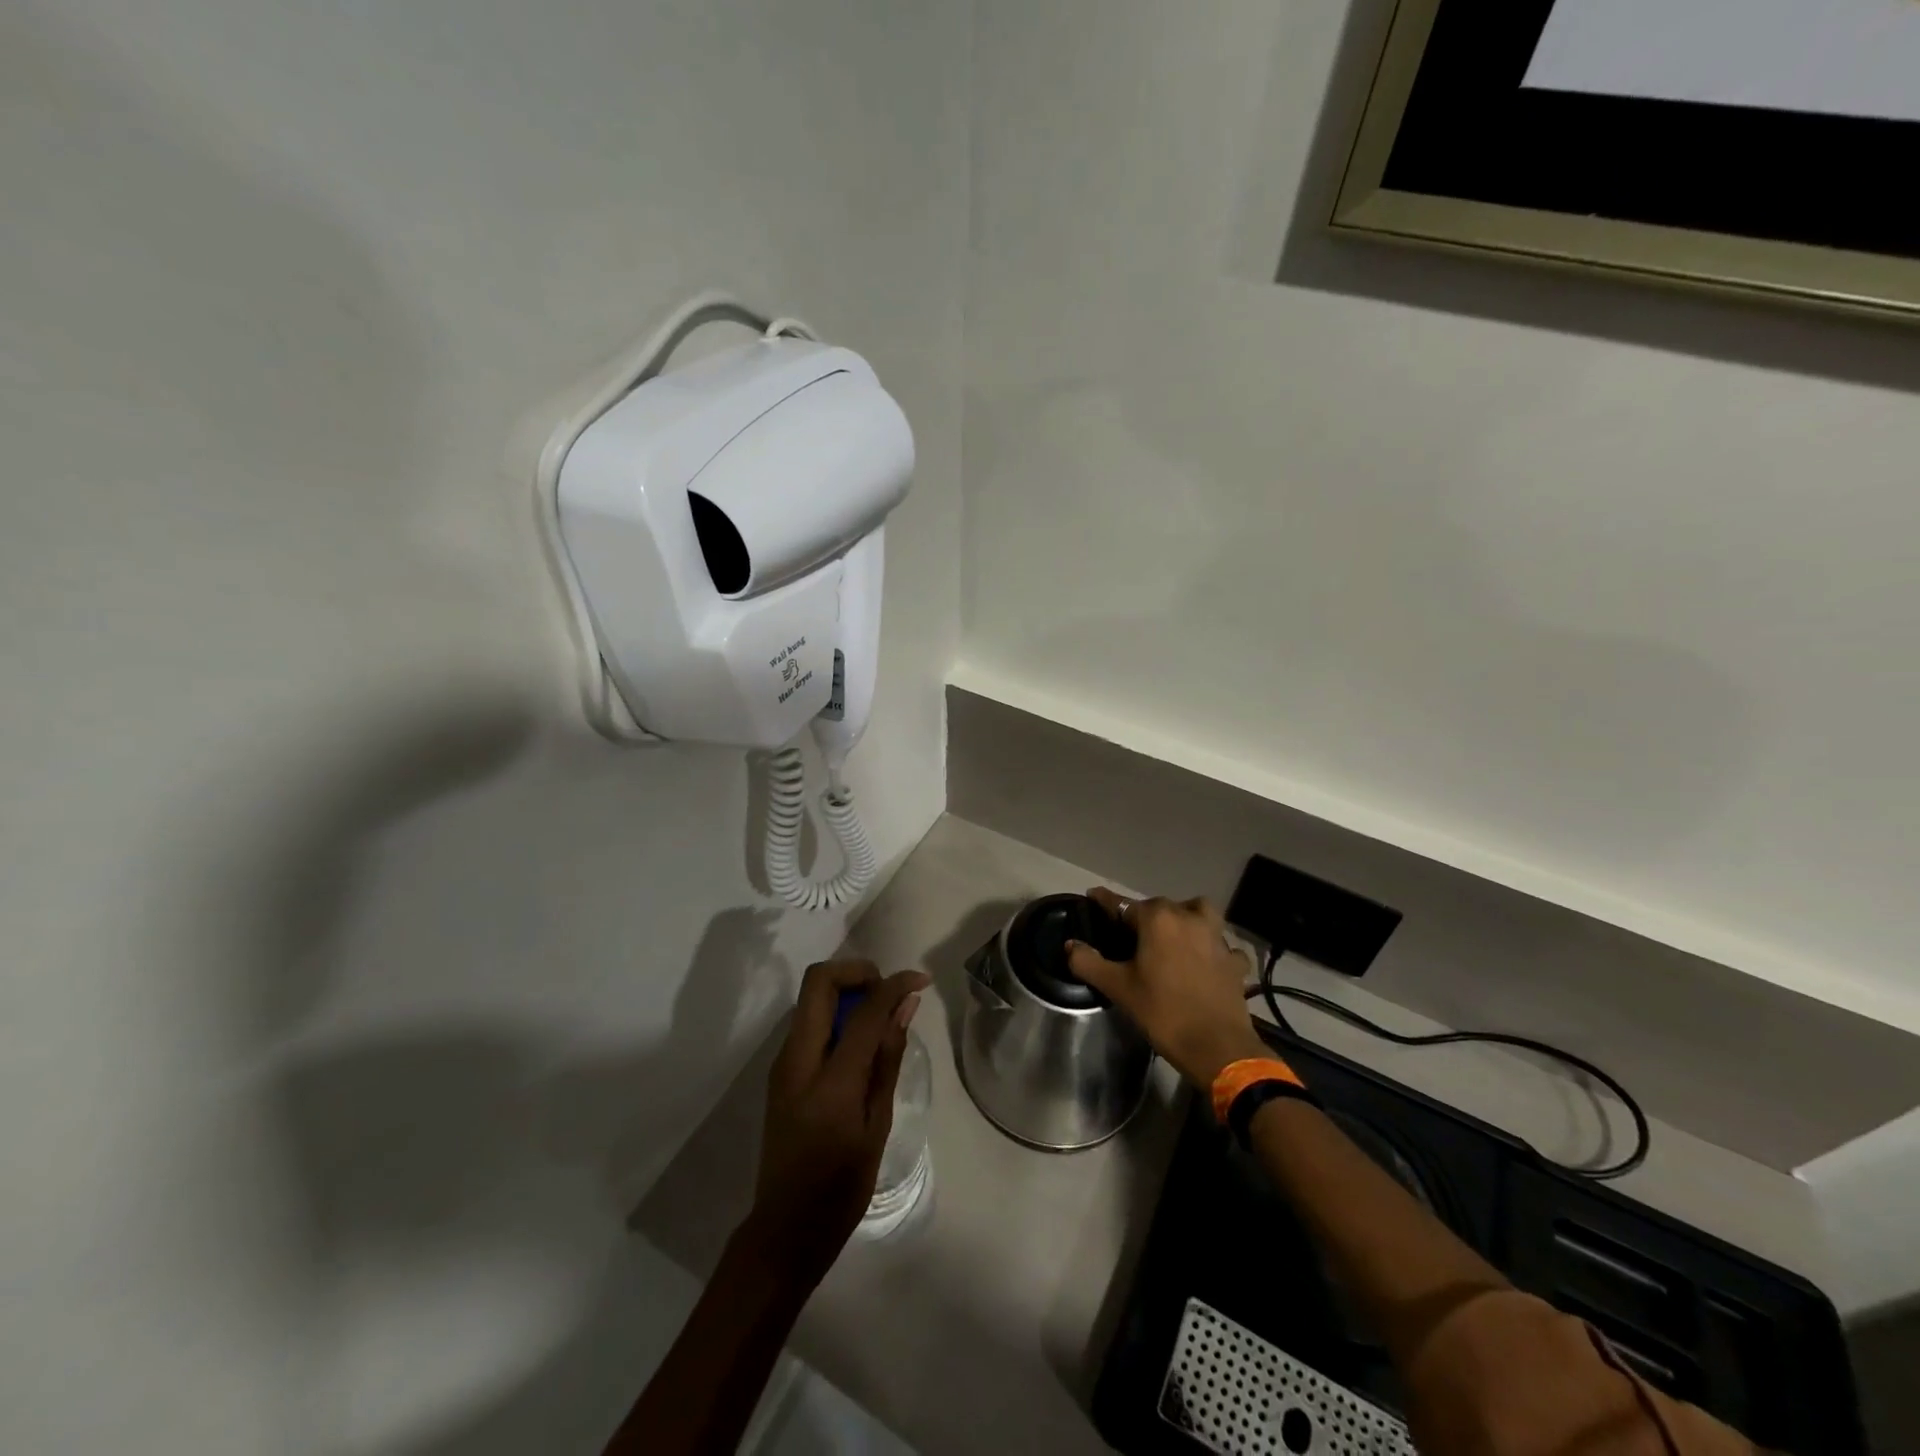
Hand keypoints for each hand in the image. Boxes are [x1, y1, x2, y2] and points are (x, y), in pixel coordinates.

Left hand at [740, 959, 928, 1287]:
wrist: (785, 1230)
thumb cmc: (840, 1187)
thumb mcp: (876, 1125)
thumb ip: (888, 1060)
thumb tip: (905, 1007)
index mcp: (828, 1080)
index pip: (864, 1009)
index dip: (894, 985)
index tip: (920, 981)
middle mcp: (796, 1059)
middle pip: (819, 981)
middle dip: (858, 972)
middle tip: (889, 993)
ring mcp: (782, 1063)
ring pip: (812, 998)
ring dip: (847, 991)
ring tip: (881, 1018)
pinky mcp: (781, 1072)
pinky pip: (809, 1022)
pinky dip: (837, 1015)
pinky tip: (861, 1043)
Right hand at [1066, 887, 1266, 1089]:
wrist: (1217, 1047)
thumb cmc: (1163, 1012)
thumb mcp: (1118, 988)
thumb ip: (1089, 962)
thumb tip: (1071, 945)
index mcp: (1158, 919)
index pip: (1123, 904)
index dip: (1105, 901)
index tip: (1093, 896)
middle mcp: (1189, 918)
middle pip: (1161, 906)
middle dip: (1144, 914)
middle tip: (1130, 934)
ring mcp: (1217, 938)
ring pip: (1199, 913)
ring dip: (1186, 919)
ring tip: (1174, 936)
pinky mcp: (1234, 960)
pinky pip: (1222, 945)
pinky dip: (1213, 949)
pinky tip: (1206, 962)